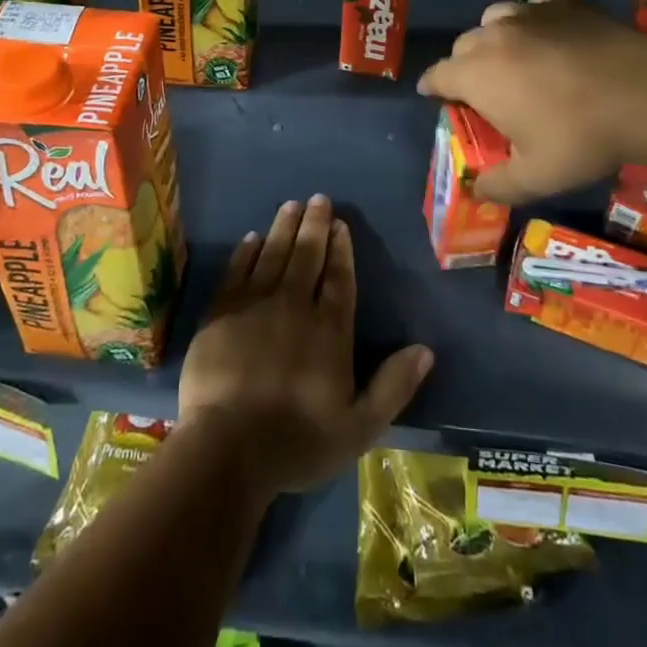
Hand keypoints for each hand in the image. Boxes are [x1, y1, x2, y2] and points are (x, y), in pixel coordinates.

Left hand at [179, 195, 432, 497]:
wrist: (227, 448)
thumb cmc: (296, 441)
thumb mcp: (358, 428)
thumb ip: (393, 386)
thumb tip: (426, 350)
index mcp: (328, 329)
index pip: (338, 278)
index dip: (341, 249)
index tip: (340, 224)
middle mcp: (294, 305)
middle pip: (306, 255)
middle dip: (314, 225)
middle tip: (318, 199)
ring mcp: (254, 305)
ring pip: (273, 254)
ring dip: (283, 227)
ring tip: (291, 205)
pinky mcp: (221, 312)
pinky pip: (237, 270)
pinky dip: (246, 252)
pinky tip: (252, 238)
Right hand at [418, 0, 646, 203]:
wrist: (645, 95)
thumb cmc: (581, 137)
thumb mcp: (537, 176)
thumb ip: (498, 185)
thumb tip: (474, 191)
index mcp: (477, 75)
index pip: (438, 75)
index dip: (432, 87)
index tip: (434, 95)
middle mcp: (494, 37)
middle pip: (463, 46)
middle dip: (463, 66)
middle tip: (480, 90)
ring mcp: (529, 15)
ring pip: (493, 20)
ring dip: (492, 38)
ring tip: (509, 57)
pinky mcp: (563, 5)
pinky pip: (533, 4)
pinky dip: (530, 18)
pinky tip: (545, 32)